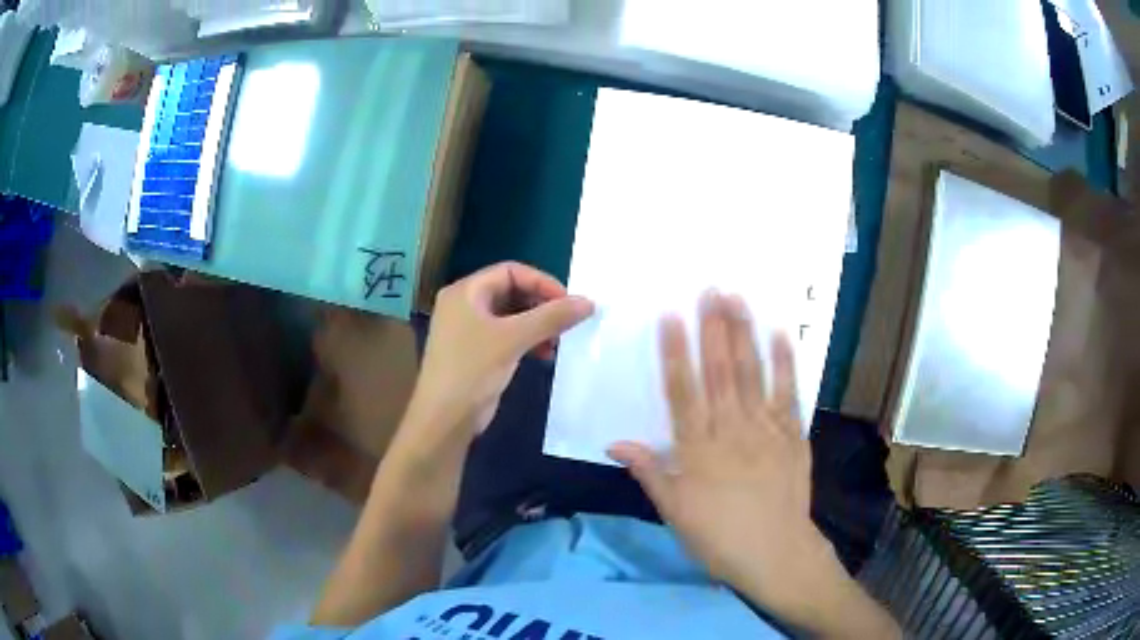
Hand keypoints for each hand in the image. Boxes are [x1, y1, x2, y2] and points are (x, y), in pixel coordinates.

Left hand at [407, 261, 593, 441]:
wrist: (444, 419)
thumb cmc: (472, 370)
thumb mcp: (513, 339)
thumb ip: (551, 317)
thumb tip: (589, 302)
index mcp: (465, 292)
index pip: (510, 271)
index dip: (542, 282)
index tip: (569, 302)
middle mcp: (465, 305)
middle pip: (511, 291)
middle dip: (541, 305)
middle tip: (568, 321)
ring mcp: (469, 330)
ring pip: (512, 315)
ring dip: (538, 325)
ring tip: (558, 341)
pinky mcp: (476, 353)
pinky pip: (508, 336)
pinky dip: (527, 340)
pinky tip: (544, 355)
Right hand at [608, 292, 836, 617]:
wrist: (775, 553)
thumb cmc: (718, 537)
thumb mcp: (674, 512)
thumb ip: (648, 472)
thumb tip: (615, 442)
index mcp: (697, 450)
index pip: (682, 391)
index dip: (675, 352)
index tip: (671, 317)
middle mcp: (731, 430)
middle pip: (720, 372)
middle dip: (713, 328)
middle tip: (710, 289)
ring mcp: (765, 430)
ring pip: (752, 374)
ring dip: (744, 334)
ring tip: (738, 299)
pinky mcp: (793, 435)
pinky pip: (788, 394)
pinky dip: (785, 364)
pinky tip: (780, 335)